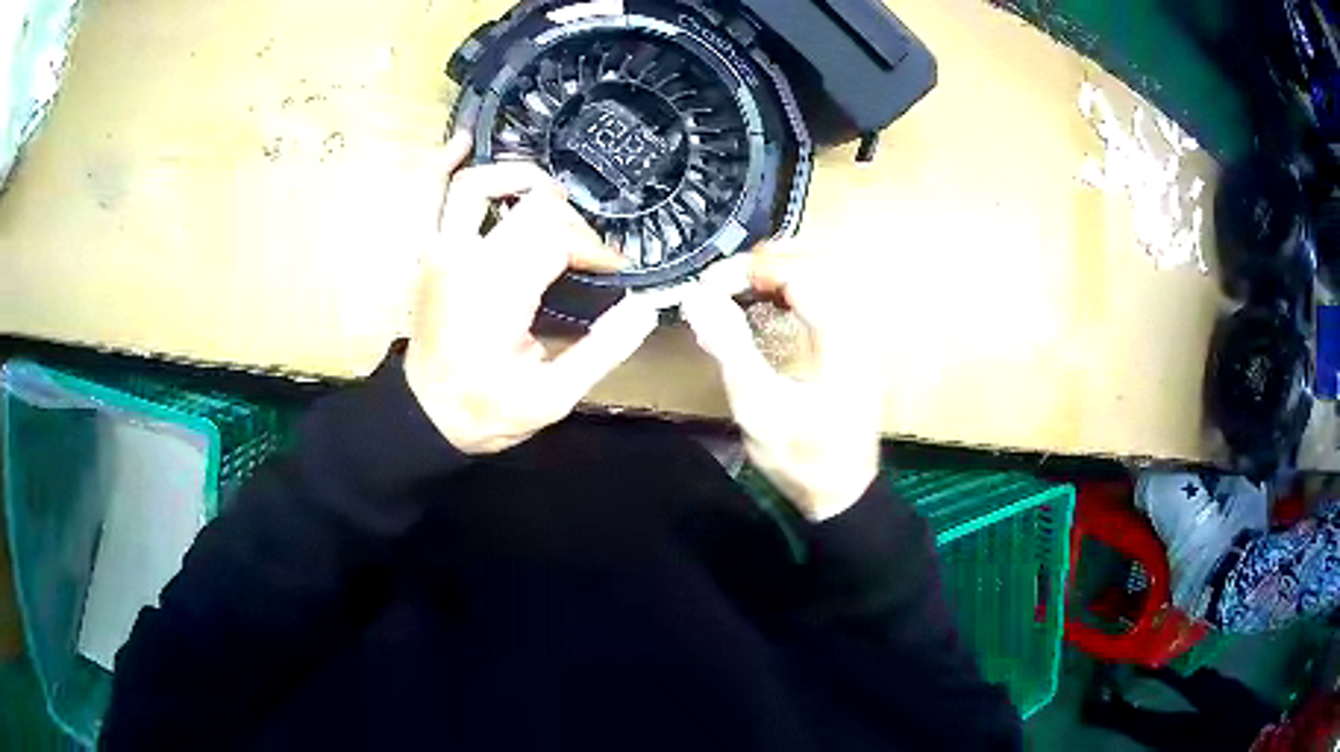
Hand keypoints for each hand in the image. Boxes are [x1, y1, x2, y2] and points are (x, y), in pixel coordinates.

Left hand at [405, 133, 658, 454]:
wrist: (426, 414)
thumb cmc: (487, 409)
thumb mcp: (553, 396)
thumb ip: (602, 351)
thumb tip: (645, 308)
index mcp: (500, 291)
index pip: (557, 236)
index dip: (593, 248)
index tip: (611, 271)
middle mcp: (467, 258)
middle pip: (531, 204)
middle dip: (570, 220)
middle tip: (584, 247)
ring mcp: (441, 250)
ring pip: (477, 183)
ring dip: (519, 177)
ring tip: (548, 192)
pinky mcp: (429, 252)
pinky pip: (430, 196)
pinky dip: (444, 164)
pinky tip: (463, 142)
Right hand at [680, 247, 882, 520]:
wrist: (840, 492)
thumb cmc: (800, 456)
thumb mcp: (757, 405)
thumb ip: (729, 345)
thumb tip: (696, 296)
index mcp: (840, 336)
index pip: (796, 273)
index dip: (748, 270)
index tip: (708, 284)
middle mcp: (856, 326)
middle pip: (811, 264)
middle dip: (761, 264)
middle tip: (719, 280)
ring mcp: (858, 335)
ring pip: (818, 277)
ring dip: (774, 274)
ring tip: (735, 285)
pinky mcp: (851, 345)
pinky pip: (821, 297)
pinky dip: (789, 291)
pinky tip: (766, 302)